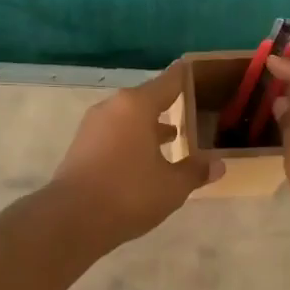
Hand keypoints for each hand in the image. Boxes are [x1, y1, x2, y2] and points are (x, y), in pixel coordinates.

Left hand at [49, 62, 223, 246]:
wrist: (72, 219)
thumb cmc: (129, 193)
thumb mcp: (172, 186)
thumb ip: (195, 171)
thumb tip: (218, 164)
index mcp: (137, 105)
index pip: (169, 81)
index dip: (185, 77)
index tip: (197, 71)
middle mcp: (113, 107)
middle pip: (146, 99)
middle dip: (168, 105)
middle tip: (192, 110)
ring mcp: (93, 125)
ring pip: (129, 117)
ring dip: (149, 125)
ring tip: (172, 136)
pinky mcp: (81, 146)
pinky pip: (114, 133)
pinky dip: (132, 139)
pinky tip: (144, 158)